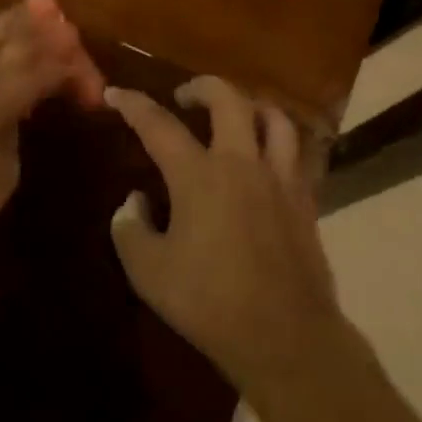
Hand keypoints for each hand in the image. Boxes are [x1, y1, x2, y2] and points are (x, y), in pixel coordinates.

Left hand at [0, 0, 105, 275]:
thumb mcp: (6, 167)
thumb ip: (17, 121)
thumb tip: (24, 101)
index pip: (42, 68)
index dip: (73, 72)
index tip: (94, 86)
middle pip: (8, 32)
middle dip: (39, 24)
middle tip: (61, 15)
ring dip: (9, 28)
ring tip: (31, 18)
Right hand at [106, 77, 342, 396]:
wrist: (286, 335)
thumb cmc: (210, 302)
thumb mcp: (149, 273)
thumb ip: (131, 229)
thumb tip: (134, 201)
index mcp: (198, 175)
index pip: (158, 125)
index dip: (133, 104)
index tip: (116, 92)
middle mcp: (241, 163)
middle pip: (228, 99)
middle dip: (202, 87)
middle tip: (185, 97)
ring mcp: (279, 178)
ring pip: (274, 117)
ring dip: (250, 106)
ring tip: (236, 116)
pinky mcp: (305, 199)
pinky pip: (296, 153)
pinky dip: (278, 142)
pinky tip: (268, 158)